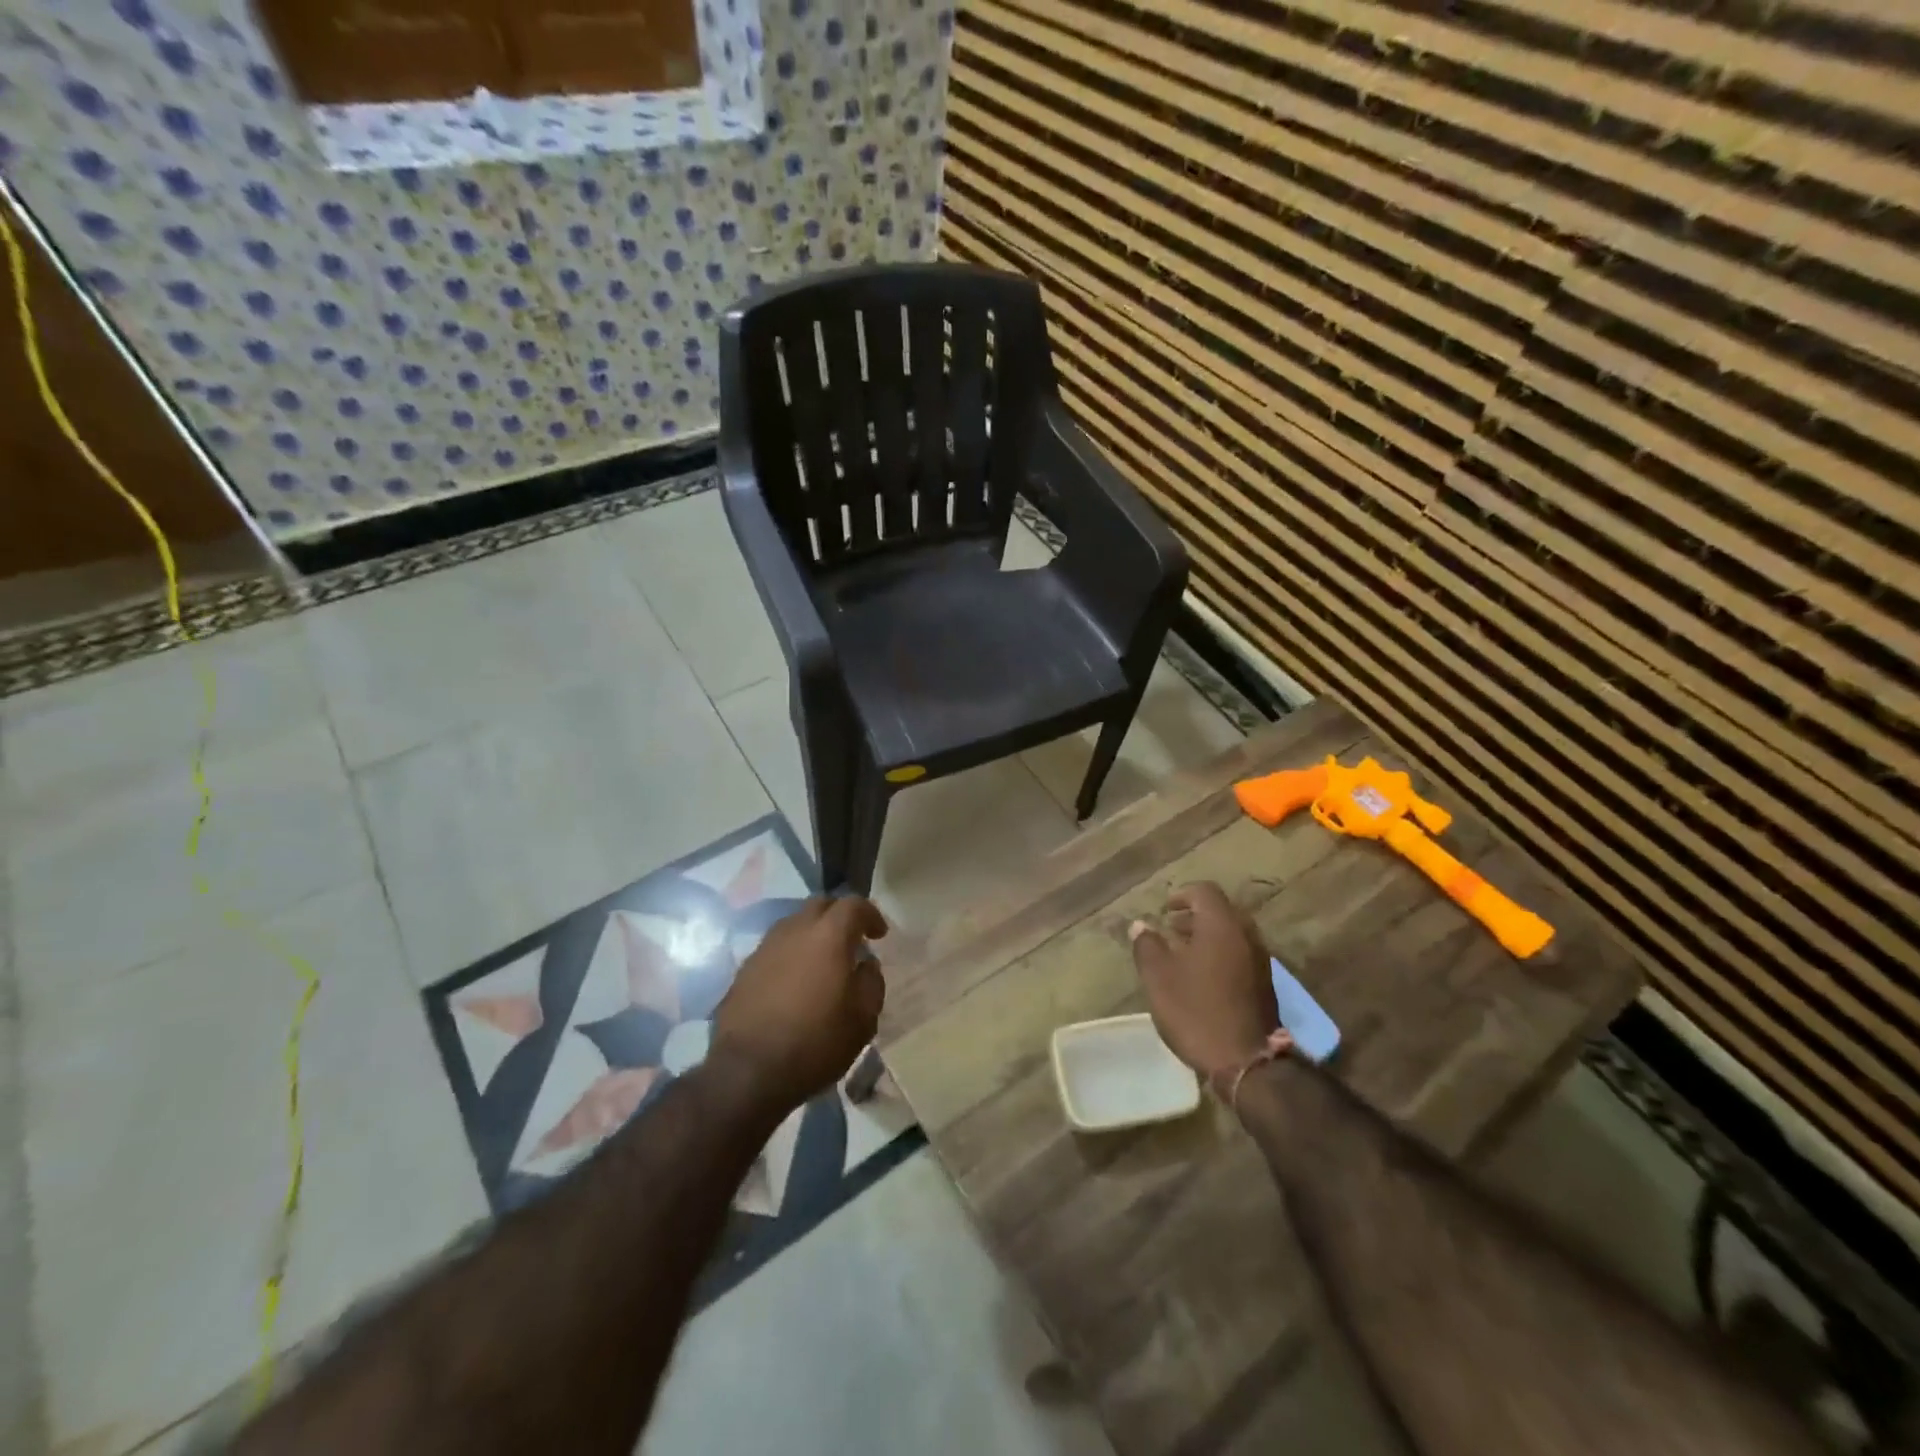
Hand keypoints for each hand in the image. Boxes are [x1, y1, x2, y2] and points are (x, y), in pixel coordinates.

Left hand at [711, 896, 887, 1113]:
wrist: (748, 1072)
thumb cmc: (815, 1043)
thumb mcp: (863, 1020)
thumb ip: (871, 982)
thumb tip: (866, 964)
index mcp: (828, 935)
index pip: (853, 904)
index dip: (870, 914)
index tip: (879, 934)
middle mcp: (795, 930)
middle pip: (820, 905)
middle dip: (839, 916)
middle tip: (852, 940)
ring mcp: (765, 947)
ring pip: (795, 924)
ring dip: (813, 933)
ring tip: (822, 961)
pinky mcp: (745, 968)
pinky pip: (776, 948)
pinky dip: (791, 954)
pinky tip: (795, 982)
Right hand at [1129, 882, 1278, 1080]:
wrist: (1246, 1062)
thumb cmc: (1196, 1010)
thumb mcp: (1159, 977)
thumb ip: (1147, 945)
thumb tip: (1140, 925)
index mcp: (1222, 925)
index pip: (1204, 891)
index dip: (1182, 895)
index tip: (1164, 910)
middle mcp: (1246, 935)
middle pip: (1221, 911)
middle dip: (1195, 916)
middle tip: (1171, 929)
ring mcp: (1261, 960)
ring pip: (1232, 934)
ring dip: (1207, 936)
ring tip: (1182, 954)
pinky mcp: (1265, 984)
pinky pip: (1240, 954)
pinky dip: (1221, 954)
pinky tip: (1202, 978)